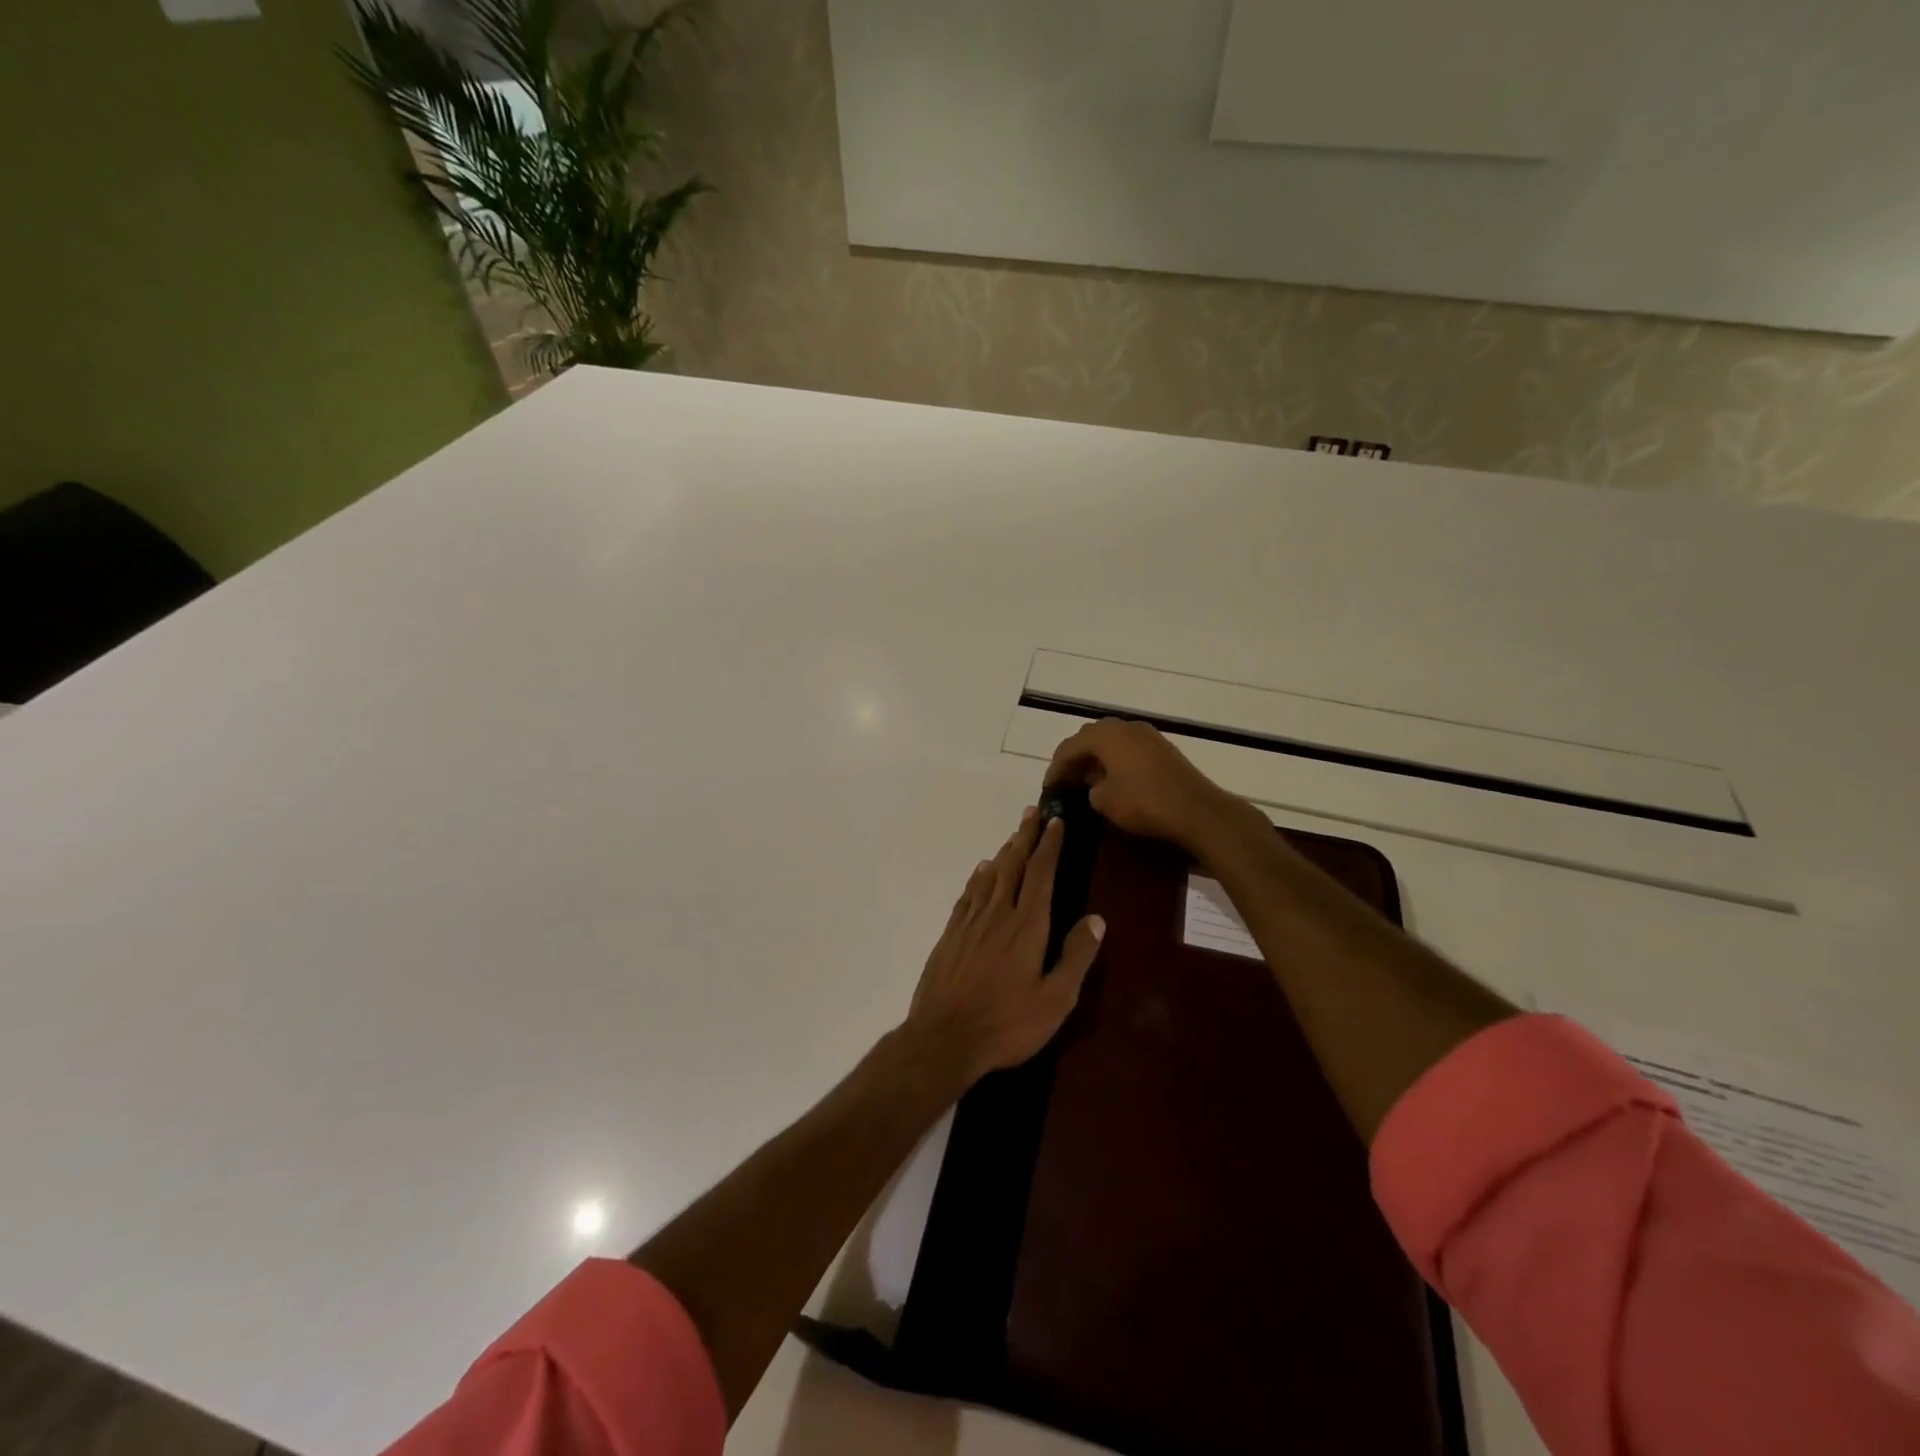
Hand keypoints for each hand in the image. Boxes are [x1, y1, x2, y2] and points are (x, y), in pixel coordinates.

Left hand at [905, 807, 1105, 1083]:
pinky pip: (968, 895)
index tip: (1056, 821)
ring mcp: (971, 922)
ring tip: (1014, 836)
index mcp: (1028, 926)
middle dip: (1026, 837)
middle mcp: (999, 914)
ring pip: (990, 876)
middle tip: (1033, 813)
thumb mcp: (1056, 1000)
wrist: (944, 1037)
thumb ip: (1076, 957)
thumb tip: (1096, 919)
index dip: (1050, 845)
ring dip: (1004, 852)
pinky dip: (978, 877)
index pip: (1041, 874)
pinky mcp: (950, 935)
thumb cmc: (1008, 1024)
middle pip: (1014, 865)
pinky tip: (982, 871)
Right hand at [1044, 718, 1256, 854]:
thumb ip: (1090, 789)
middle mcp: (1125, 727)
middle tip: (1066, 780)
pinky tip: (1114, 780)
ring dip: (1097, 758)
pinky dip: (1116, 760)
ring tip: (1088, 780)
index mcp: (1106, 736)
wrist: (1196, 810)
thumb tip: (1094, 786)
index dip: (1056, 767)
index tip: (1049, 788)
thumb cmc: (1143, 803)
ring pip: (1112, 741)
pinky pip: (1129, 749)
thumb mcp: (1104, 801)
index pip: (1069, 747)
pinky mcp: (1163, 749)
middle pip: (1090, 738)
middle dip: (1076, 758)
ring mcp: (1147, 735)